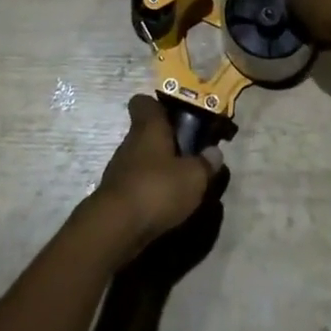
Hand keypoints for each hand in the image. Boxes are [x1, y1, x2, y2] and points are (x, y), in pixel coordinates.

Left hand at [85, 95, 223, 264]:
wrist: (116, 229)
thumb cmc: (157, 189)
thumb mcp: (194, 177)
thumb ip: (206, 163)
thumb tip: (214, 152)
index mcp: (148, 127)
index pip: (143, 102)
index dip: (158, 105)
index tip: (176, 116)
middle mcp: (130, 142)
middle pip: (146, 132)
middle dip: (166, 141)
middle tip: (189, 155)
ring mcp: (119, 169)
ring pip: (142, 158)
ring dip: (158, 167)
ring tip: (181, 184)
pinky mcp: (116, 195)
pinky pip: (137, 183)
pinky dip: (150, 189)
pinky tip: (165, 204)